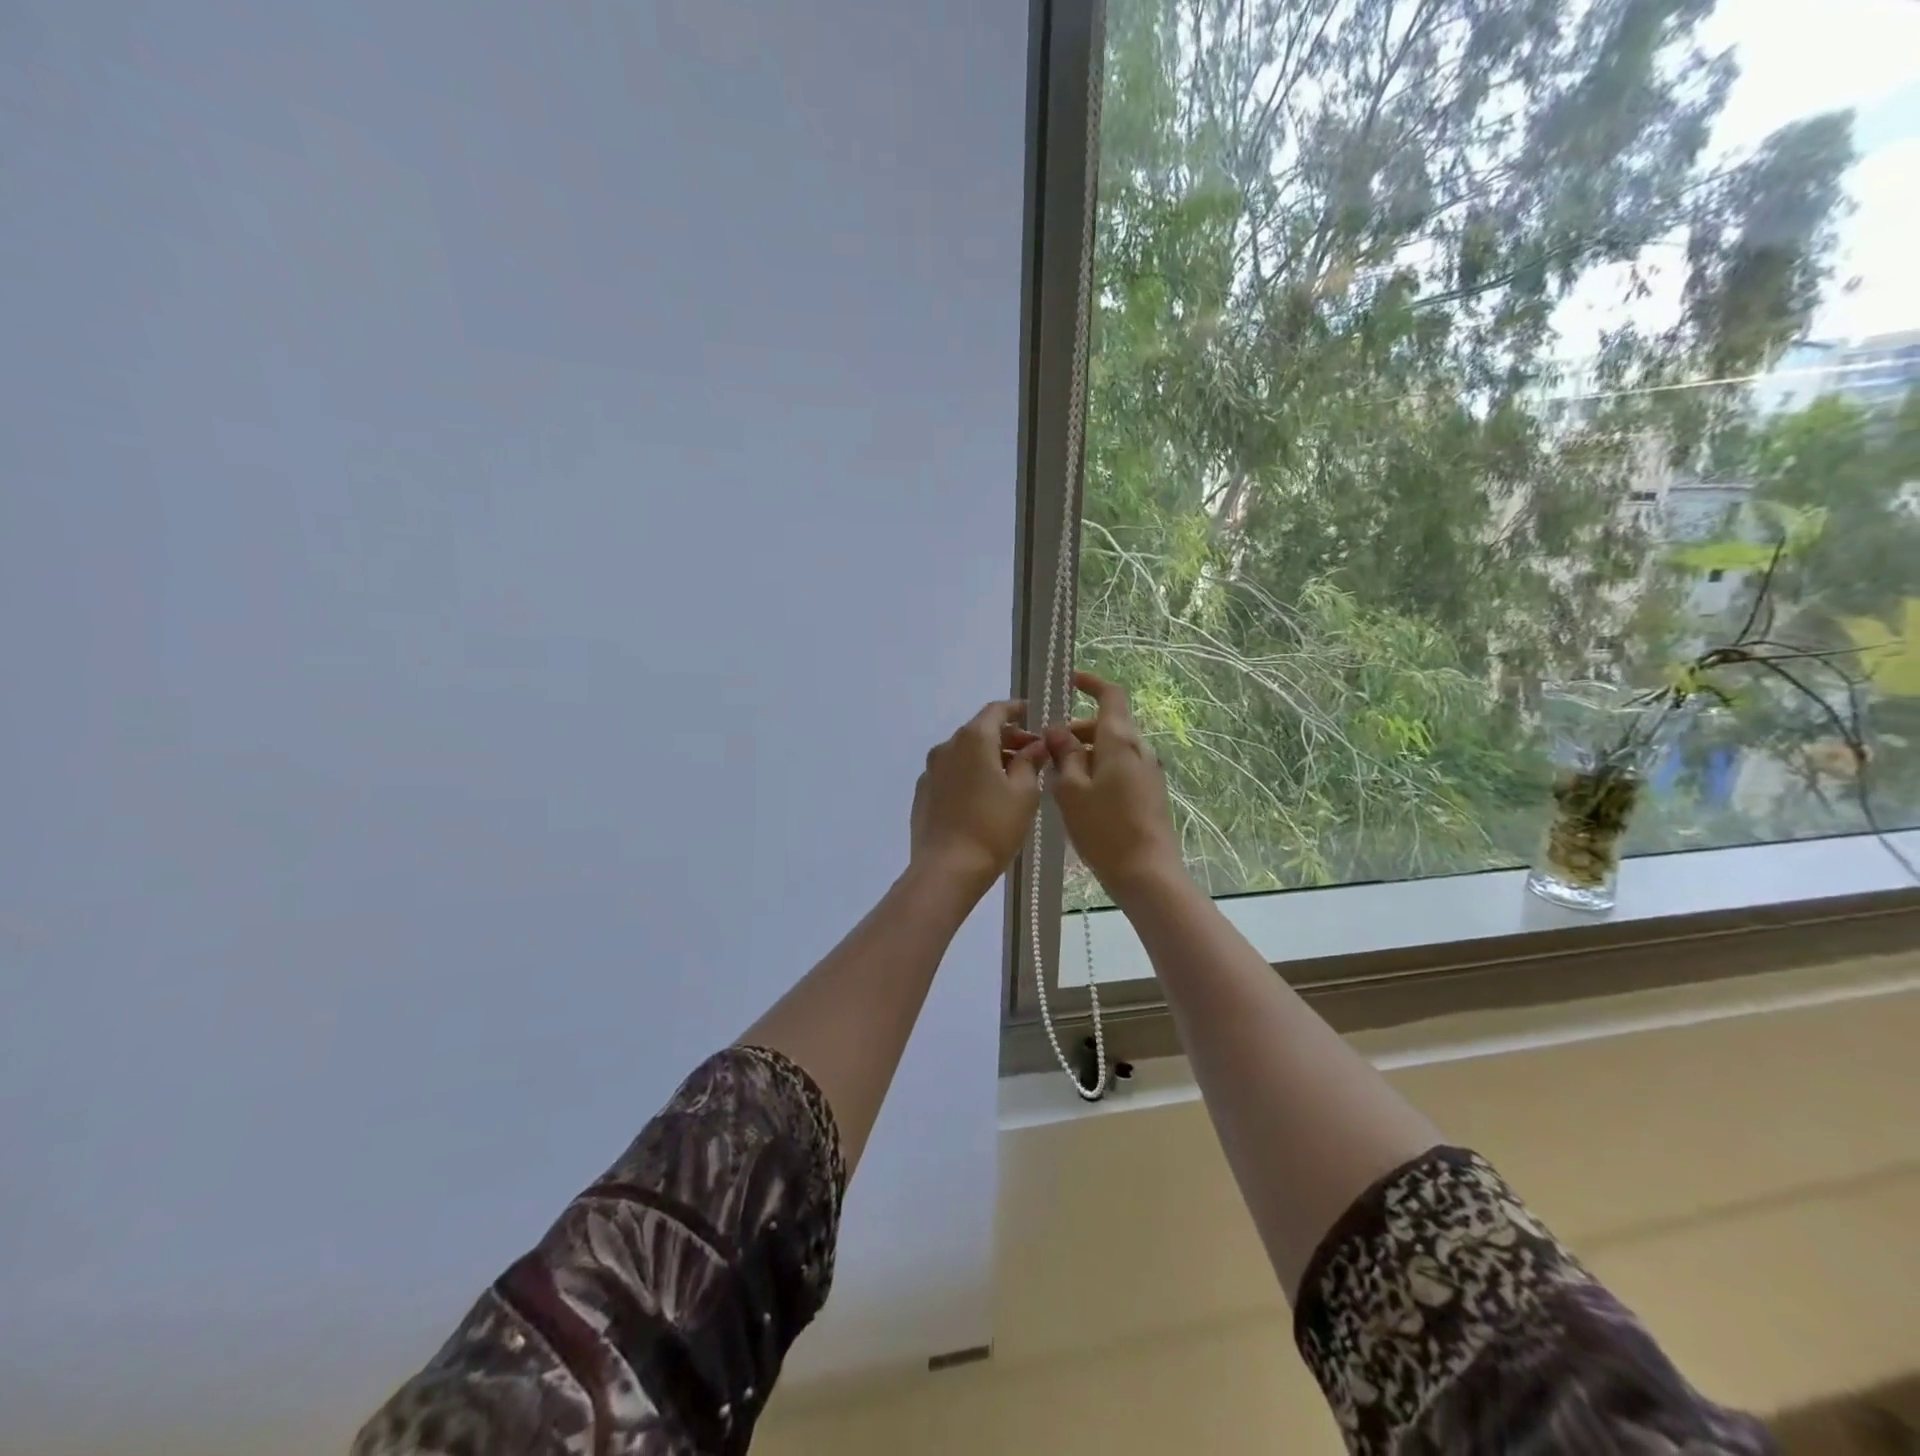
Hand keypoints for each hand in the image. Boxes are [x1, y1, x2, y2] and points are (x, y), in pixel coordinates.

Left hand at [910, 700, 1048, 896]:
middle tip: (1033, 754)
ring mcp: (931, 770)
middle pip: (980, 730)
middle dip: (1007, 738)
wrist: (946, 869)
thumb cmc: (993, 828)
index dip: (1018, 710)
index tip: (1035, 715)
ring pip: (965, 752)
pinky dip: (971, 773)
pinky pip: (952, 772)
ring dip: (989, 757)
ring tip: (1013, 778)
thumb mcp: (1024, 794)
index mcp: (973, 739)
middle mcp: (947, 746)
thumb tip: (1036, 745)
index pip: (996, 710)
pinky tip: (985, 796)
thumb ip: (1030, 762)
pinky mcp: (923, 792)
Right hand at [1044, 671, 1183, 899]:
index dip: (1091, 683)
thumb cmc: (1104, 829)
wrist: (1147, 873)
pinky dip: (1098, 769)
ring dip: (1085, 753)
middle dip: (1076, 730)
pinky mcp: (1150, 793)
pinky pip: (1120, 768)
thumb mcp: (1071, 790)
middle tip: (1047, 750)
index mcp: (1120, 741)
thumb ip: (1063, 755)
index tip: (1069, 682)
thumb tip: (1057, 731)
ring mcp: (1149, 772)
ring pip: (1112, 749)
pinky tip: (1079, 796)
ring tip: (1057, 777)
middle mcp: (1140, 749)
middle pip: (1107, 725)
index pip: (1111, 696)